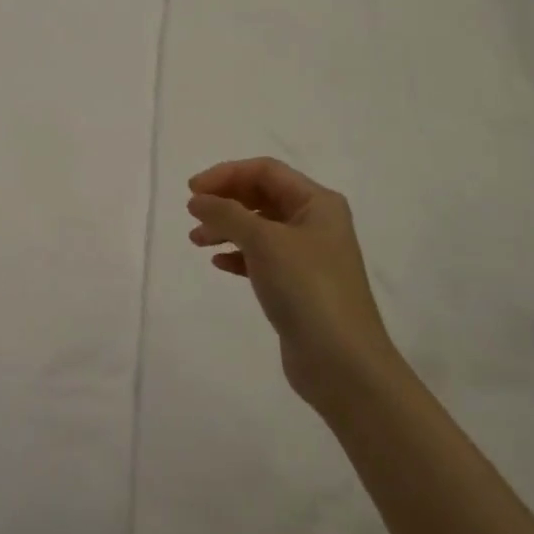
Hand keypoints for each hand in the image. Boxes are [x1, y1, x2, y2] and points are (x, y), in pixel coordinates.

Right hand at [187, 158, 394, 421]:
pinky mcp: (298, 286)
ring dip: (227, 228)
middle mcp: (316, 223)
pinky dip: (239, 255)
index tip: (192, 191)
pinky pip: (262, 258)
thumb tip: (198, 200)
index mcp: (318, 202)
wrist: (342, 362)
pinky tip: (219, 264)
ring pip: (259, 228)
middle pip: (262, 196)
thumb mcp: (264, 241)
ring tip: (196, 241)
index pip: (265, 170)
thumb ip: (226, 214)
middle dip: (225, 201)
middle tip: (193, 214)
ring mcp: (308, 256)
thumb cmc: (307, 288)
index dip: (226, 174)